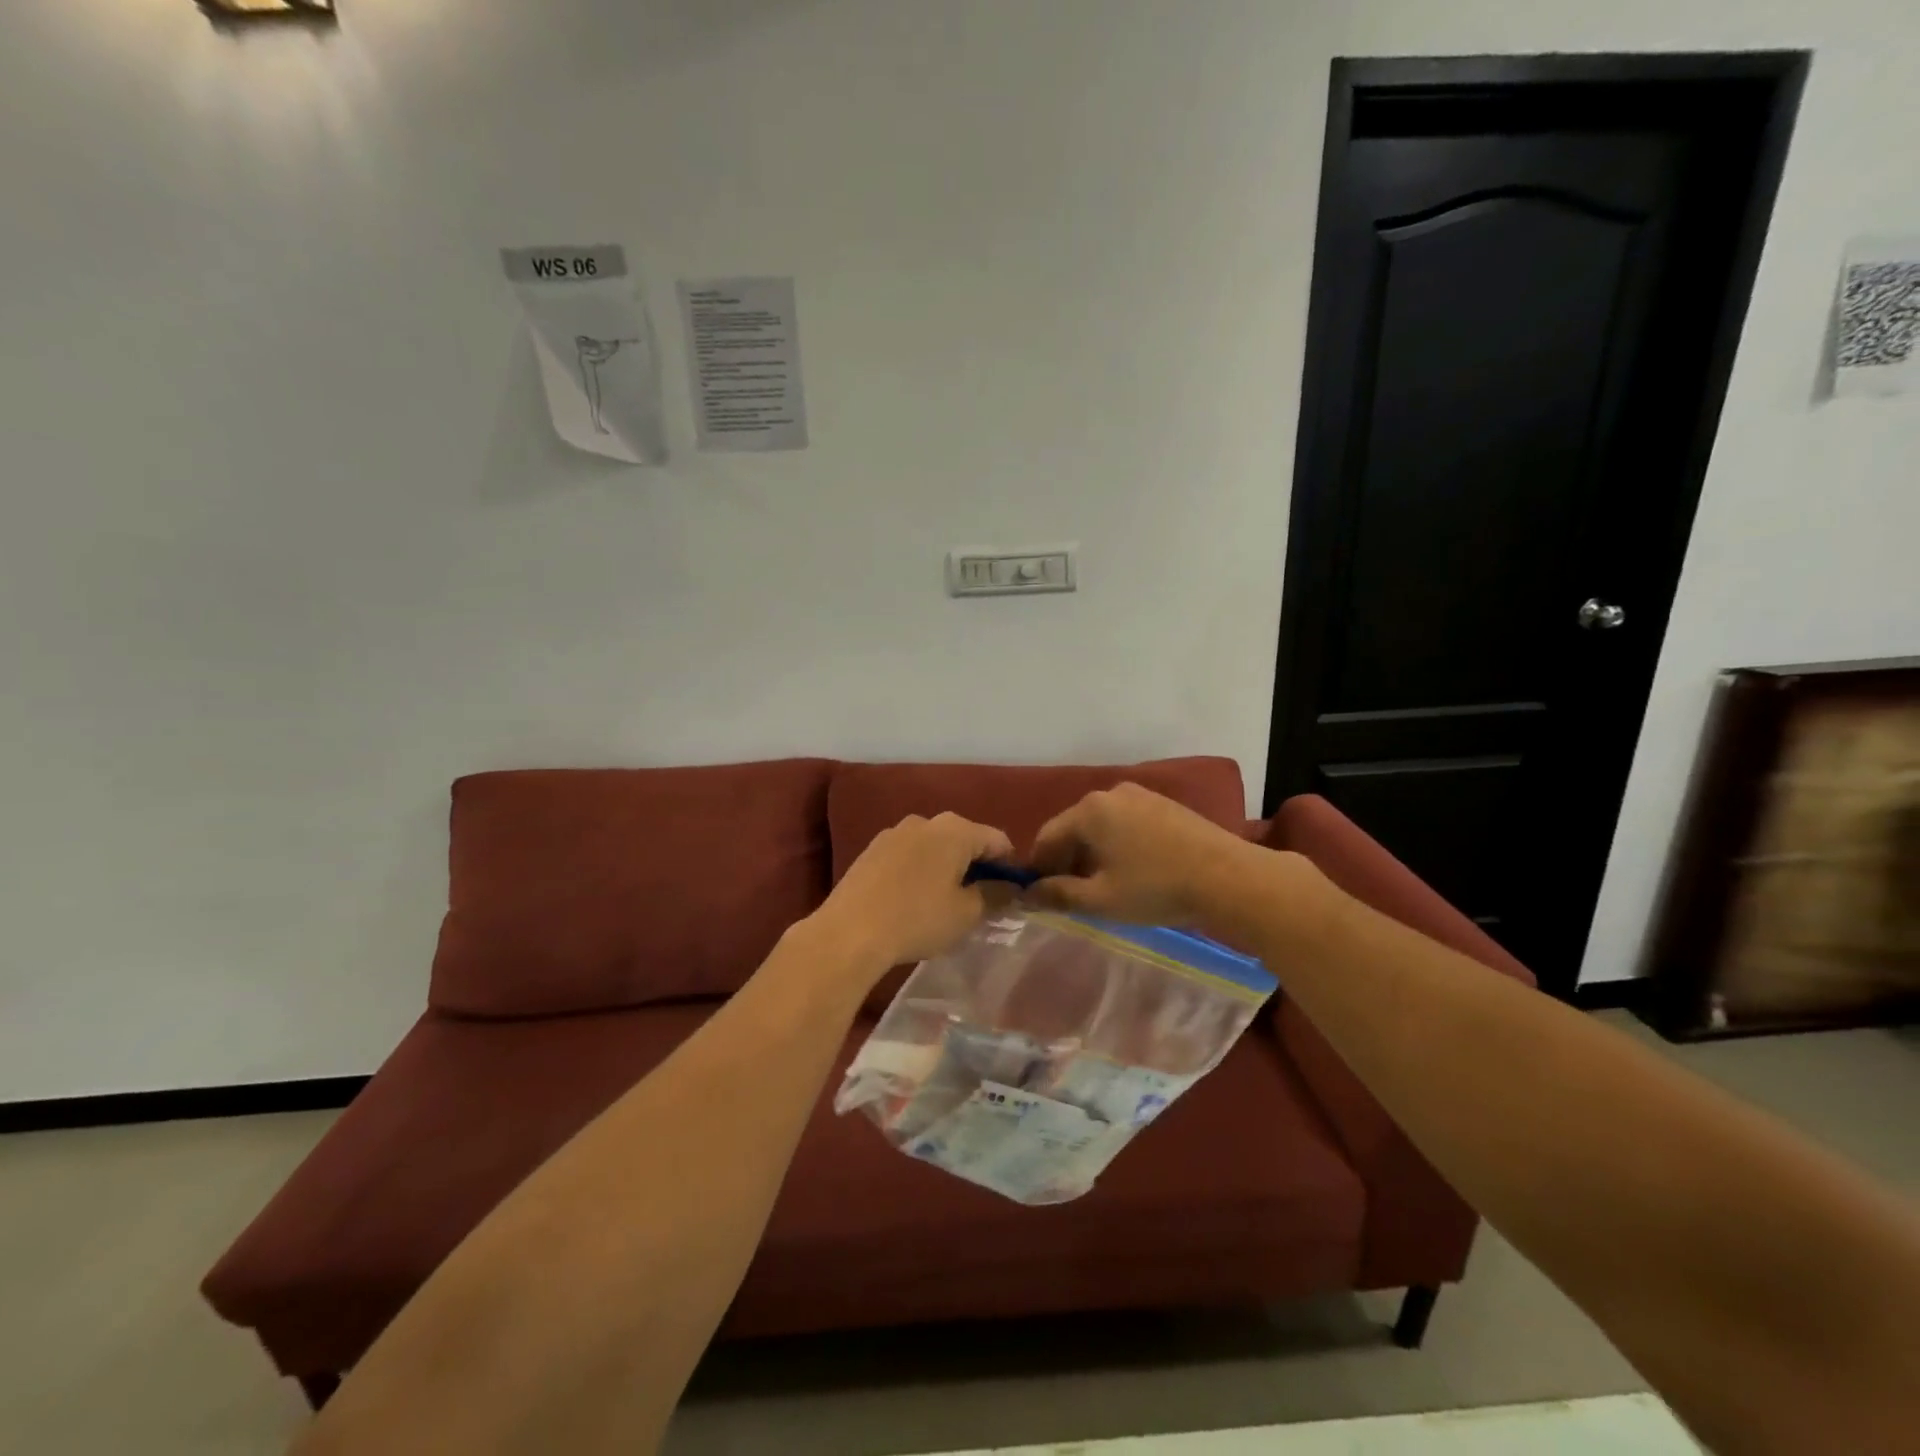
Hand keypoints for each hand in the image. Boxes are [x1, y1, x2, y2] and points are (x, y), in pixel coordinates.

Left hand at [808, 812, 1014, 973]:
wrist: (849, 932)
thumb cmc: (917, 919)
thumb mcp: (967, 913)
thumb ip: (995, 895)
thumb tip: (1009, 887)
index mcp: (955, 830)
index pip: (998, 840)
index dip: (1010, 865)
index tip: (1013, 892)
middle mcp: (926, 821)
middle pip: (965, 838)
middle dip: (977, 865)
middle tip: (981, 899)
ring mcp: (894, 832)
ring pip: (934, 846)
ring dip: (946, 866)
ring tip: (945, 901)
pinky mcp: (872, 849)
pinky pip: (909, 854)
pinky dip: (920, 870)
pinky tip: (914, 898)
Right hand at [1028, 782, 1256, 928]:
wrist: (1229, 877)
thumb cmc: (1156, 888)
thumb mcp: (1101, 899)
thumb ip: (1058, 895)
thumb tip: (1028, 894)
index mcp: (1088, 810)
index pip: (1046, 837)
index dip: (1038, 869)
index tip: (1040, 897)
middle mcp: (1110, 793)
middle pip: (1073, 829)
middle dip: (1067, 861)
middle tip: (1072, 897)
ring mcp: (1140, 795)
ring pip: (1101, 826)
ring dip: (1093, 855)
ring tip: (1104, 887)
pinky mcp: (1164, 805)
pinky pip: (1125, 824)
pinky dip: (1117, 846)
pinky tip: (1133, 872)